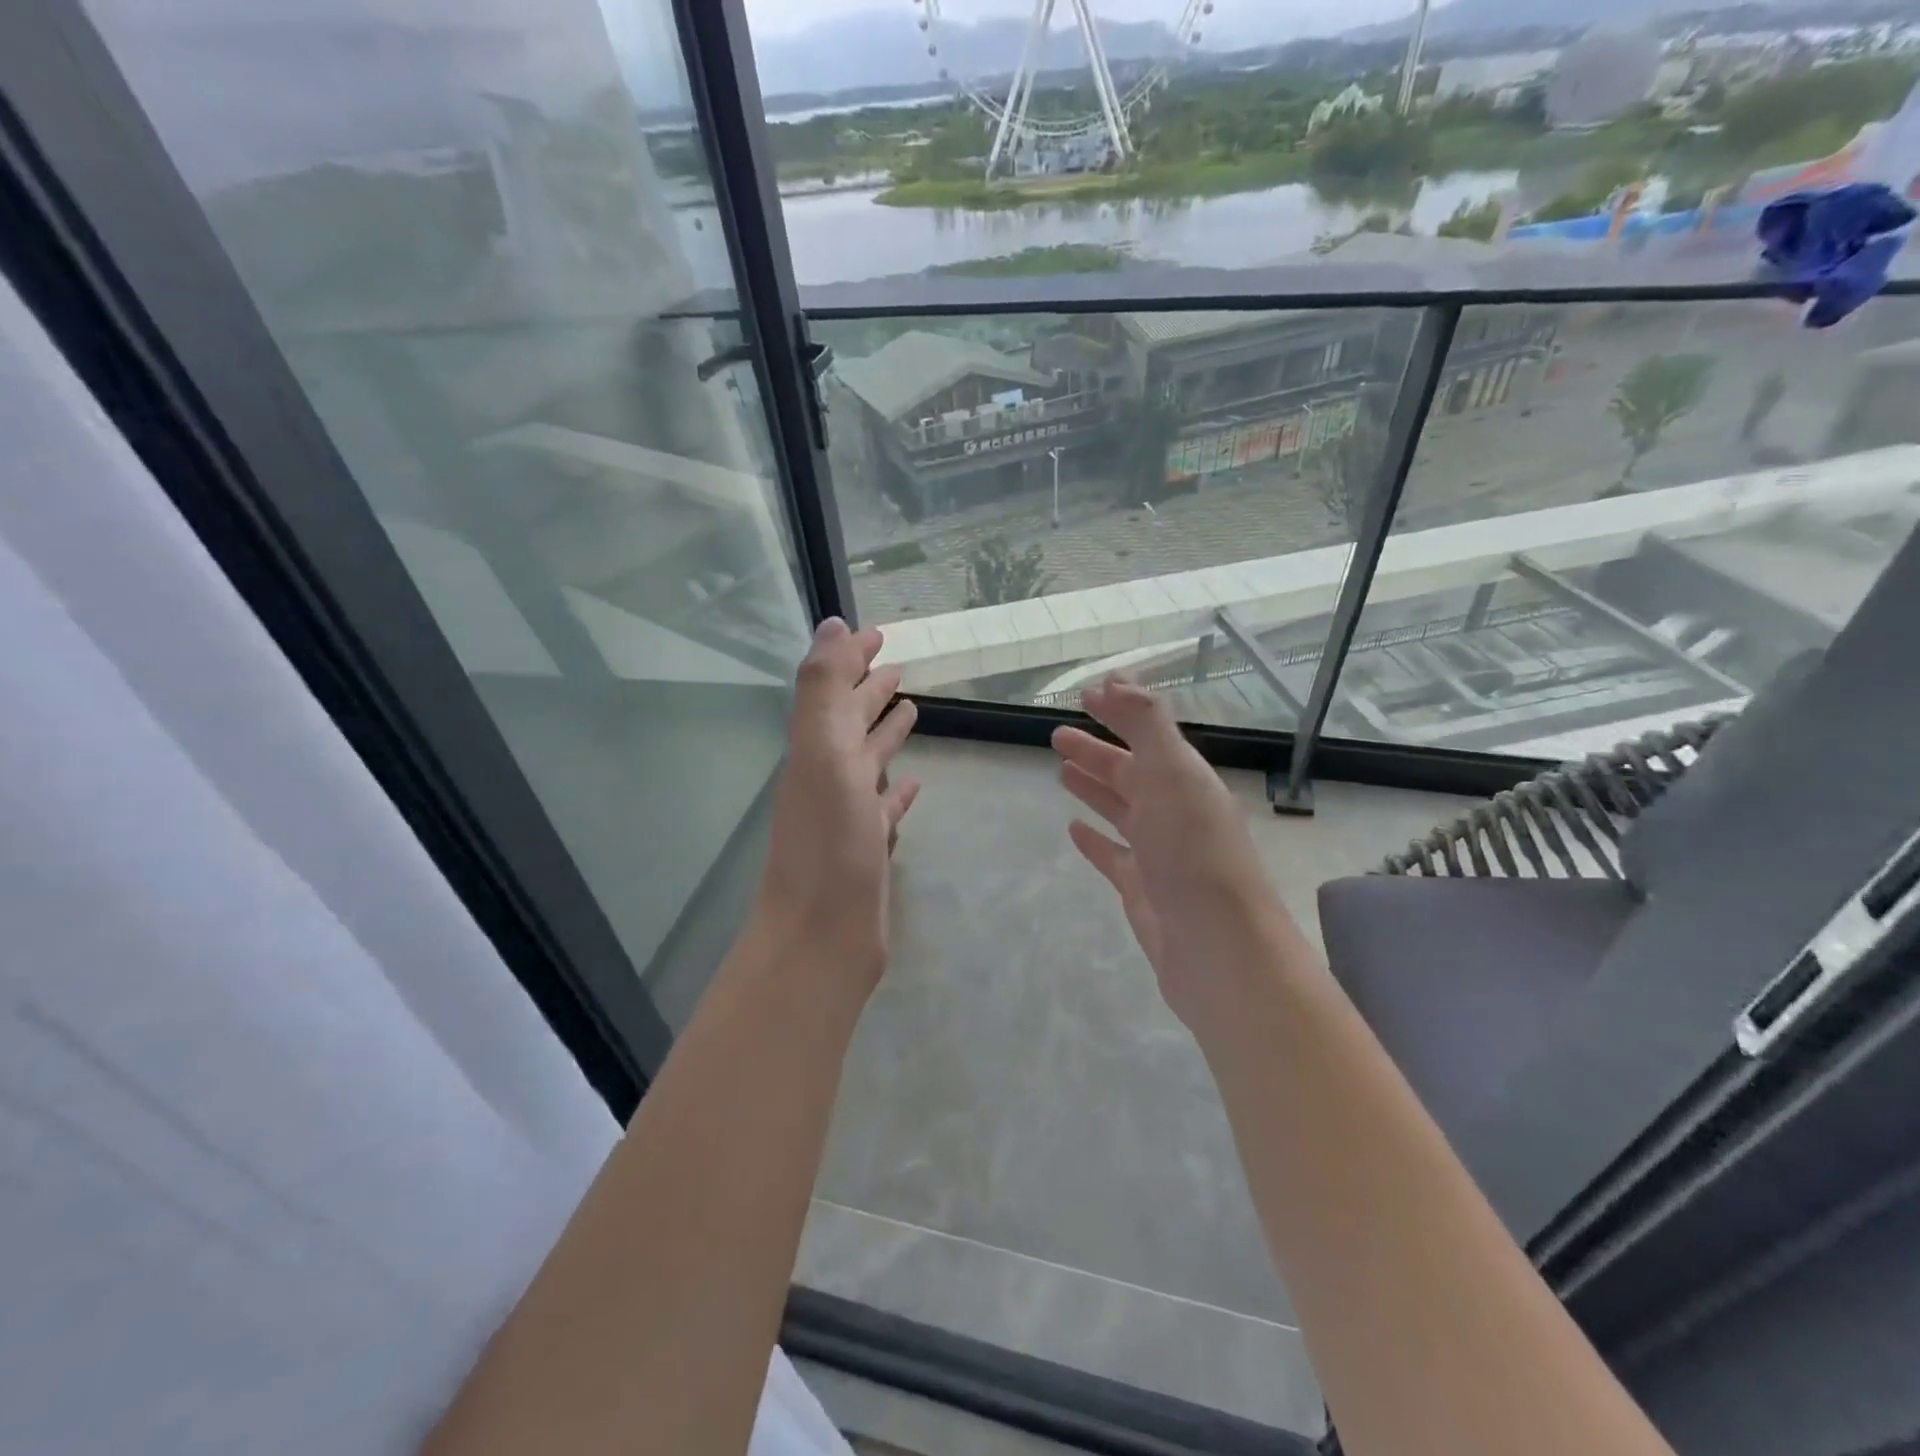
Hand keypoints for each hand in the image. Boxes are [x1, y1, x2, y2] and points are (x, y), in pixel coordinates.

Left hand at [754, 619, 920, 996]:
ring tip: (911, 710)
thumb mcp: (823, 754)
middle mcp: (828, 776)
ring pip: (868, 761)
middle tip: (897, 666)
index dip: (851, 658)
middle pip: (851, 721)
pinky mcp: (867, 848)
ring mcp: (847, 814)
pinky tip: (915, 784)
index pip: (834, 690)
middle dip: (870, 690)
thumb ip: (823, 689)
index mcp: (816, 750)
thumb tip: (831, 625)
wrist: (821, 937)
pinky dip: (898, 791)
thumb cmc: (828, 844)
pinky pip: (884, 807)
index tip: (878, 634)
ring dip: (886, 734)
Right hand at [1052, 678, 1295, 1032]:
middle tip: (1057, 735)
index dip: (1118, 712)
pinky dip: (1094, 839)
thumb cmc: (1194, 853)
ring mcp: (1159, 853)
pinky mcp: (1143, 889)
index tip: (1085, 693)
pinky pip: (1113, 855)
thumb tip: (1114, 679)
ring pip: (1120, 810)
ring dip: (1094, 788)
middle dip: (1097, 751)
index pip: (1147, 735)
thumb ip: (1146, 724)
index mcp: (1186, 780)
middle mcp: (1175, 812)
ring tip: (1062, 771)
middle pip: (1130, 772)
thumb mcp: (1172, 774)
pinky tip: (1073, 829)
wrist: (1218, 949)